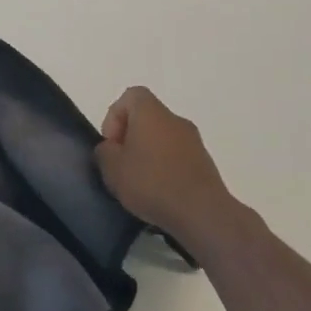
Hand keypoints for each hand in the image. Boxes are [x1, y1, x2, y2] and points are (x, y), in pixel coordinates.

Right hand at [96, 87, 241, 251]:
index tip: (112, 144)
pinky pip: (177, 157)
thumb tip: (111, 149)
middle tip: (121, 164)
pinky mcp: (206, 164)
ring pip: (163, 139)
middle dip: (130, 138)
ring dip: (148, 154)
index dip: (115, 116)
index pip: (131, 96)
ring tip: (139, 183)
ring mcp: (195, 142)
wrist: (203, 214)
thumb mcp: (112, 168)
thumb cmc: (152, 183)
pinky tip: (160, 193)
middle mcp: (175, 120)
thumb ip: (104, 152)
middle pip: (147, 118)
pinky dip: (165, 168)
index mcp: (151, 113)